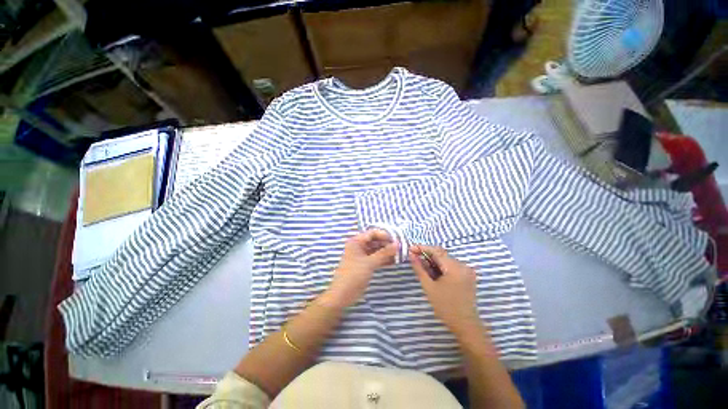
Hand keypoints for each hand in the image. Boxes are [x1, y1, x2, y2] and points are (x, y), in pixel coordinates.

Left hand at [321, 230, 397, 308]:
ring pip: (376, 250)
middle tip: (399, 248)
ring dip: (386, 252)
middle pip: (375, 241)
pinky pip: (376, 258)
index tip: (396, 240)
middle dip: (387, 244)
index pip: (372, 233)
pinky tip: (394, 261)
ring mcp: (362, 255)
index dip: (384, 235)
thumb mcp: (370, 263)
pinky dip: (383, 259)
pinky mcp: (365, 264)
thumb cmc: (353, 275)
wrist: (342, 294)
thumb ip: (384, 253)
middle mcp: (359, 246)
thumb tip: (397, 244)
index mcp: (356, 241)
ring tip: (399, 255)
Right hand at [409, 246, 482, 336]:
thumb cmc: (445, 307)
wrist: (465, 325)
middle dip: (426, 255)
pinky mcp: (467, 275)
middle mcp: (462, 265)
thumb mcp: (429, 287)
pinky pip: (451, 266)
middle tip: (413, 258)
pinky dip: (440, 267)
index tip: (410, 249)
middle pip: (441, 254)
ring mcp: (466, 270)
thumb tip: (411, 255)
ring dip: (433, 261)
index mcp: (454, 267)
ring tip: (422, 267)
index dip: (422, 248)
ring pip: (445, 260)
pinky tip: (433, 273)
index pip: (436, 251)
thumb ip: (419, 269)